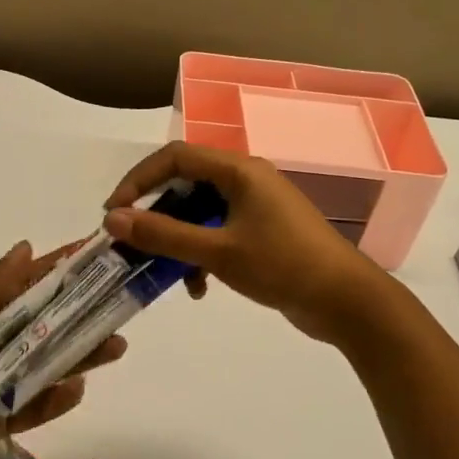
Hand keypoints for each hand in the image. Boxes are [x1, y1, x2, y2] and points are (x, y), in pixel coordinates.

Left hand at [0, 242, 126, 458]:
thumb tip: (27, 248)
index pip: (23, 287)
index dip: (58, 271)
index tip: (96, 254)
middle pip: (42, 328)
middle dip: (80, 315)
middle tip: (122, 305)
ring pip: (44, 367)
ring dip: (78, 356)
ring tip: (115, 345)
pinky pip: (31, 410)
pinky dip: (54, 401)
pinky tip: (77, 388)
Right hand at [102, 142, 391, 343]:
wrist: (346, 301)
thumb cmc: (282, 266)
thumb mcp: (217, 252)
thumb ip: (164, 235)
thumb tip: (113, 219)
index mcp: (239, 171)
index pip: (176, 157)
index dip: (139, 180)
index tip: (114, 212)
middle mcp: (248, 180)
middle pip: (187, 184)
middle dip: (157, 216)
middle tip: (133, 242)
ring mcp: (258, 206)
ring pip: (202, 213)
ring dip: (180, 241)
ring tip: (167, 274)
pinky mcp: (265, 232)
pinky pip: (220, 232)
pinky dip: (203, 255)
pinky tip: (200, 288)